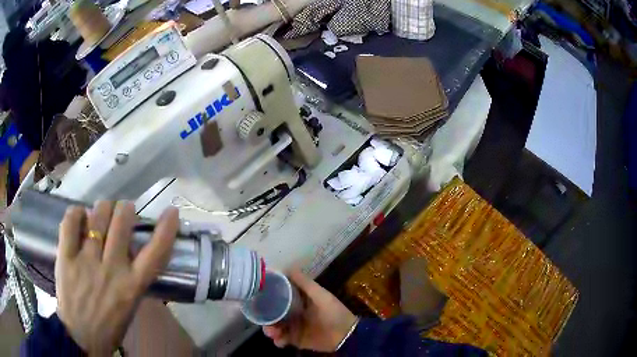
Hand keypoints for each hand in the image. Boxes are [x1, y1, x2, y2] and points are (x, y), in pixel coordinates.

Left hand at [55, 201, 178, 355]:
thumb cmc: (109, 326)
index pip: (156, 252)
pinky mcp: (66, 257)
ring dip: (103, 208)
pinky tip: (80, 216)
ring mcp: (86, 262)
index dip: (166, 229)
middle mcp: (111, 269)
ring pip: (97, 216)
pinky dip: (76, 213)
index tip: (171, 212)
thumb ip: (131, 277)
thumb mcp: (129, 305)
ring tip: (101, 211)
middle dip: (125, 209)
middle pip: (122, 222)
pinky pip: (70, 222)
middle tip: (123, 210)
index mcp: (131, 286)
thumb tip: (129, 248)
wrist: (81, 338)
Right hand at [262, 269, 357, 351]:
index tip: (257, 296)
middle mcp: (292, 314)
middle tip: (265, 321)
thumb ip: (305, 283)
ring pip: (274, 327)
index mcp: (297, 301)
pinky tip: (280, 341)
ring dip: (270, 330)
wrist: (345, 335)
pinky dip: (278, 341)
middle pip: (272, 314)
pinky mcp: (295, 340)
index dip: (267, 297)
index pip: (277, 297)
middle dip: (265, 317)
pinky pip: (281, 340)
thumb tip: (286, 267)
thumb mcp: (320, 295)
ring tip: (273, 332)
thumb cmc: (333, 312)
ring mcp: (293, 328)